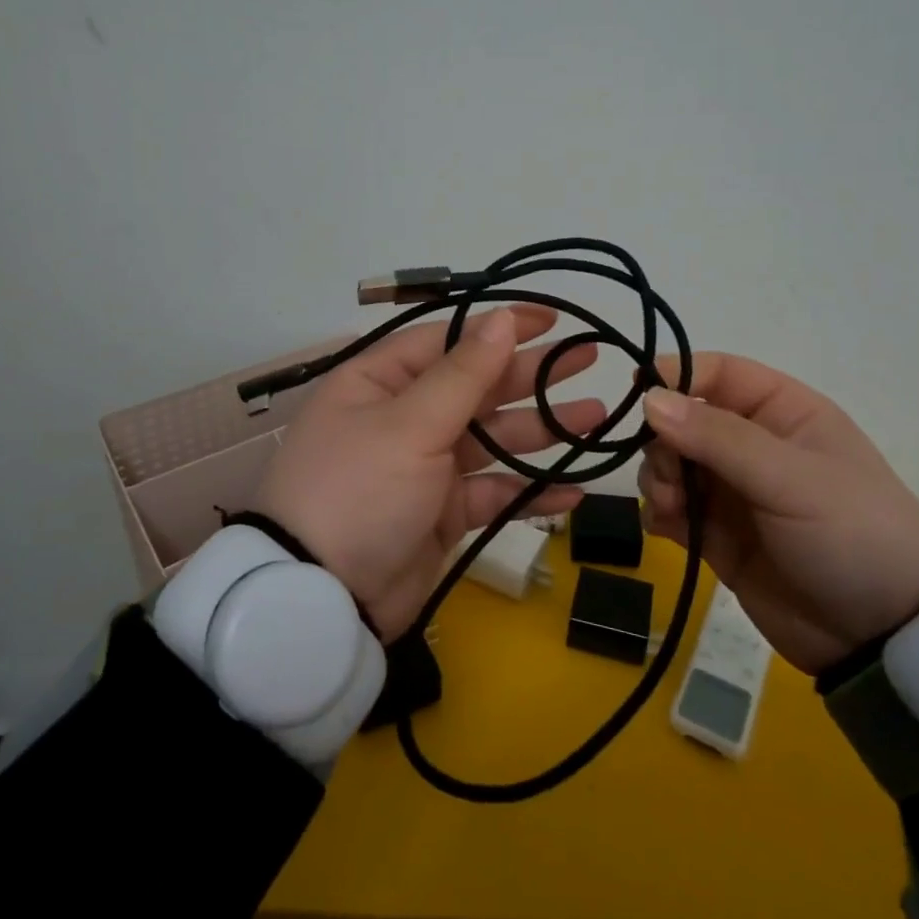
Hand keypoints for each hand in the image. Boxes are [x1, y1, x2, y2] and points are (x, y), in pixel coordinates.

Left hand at [259, 307, 602, 639]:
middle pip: (477, 387)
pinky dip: (528, 492)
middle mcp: (403, 417)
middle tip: (589, 360)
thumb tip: (503, 318)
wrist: (322, 601)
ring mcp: (424, 466)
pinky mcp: (441, 513)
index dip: (499, 327)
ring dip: (541, 431)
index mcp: (381, 381)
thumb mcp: (410, 424)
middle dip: (531, 376)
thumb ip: (464, 373)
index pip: (448, 339)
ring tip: (596, 419)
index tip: (552, 319)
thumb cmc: (360, 490)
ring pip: (492, 439)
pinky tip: (572, 491)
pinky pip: (492, 493)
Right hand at [637, 354, 918, 673]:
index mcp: (782, 412)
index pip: (718, 373)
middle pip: (682, 419)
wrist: (885, 640)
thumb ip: (717, 437)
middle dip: (663, 442)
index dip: (676, 374)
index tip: (637, 392)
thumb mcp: (790, 479)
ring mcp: (732, 491)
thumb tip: (649, 397)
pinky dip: (659, 512)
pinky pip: (670, 509)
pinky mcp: (717, 535)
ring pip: (669, 463)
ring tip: (673, 507)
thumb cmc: (851, 536)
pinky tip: (668, 529)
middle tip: (669, 475)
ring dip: (658, 477)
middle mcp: (752, 444)